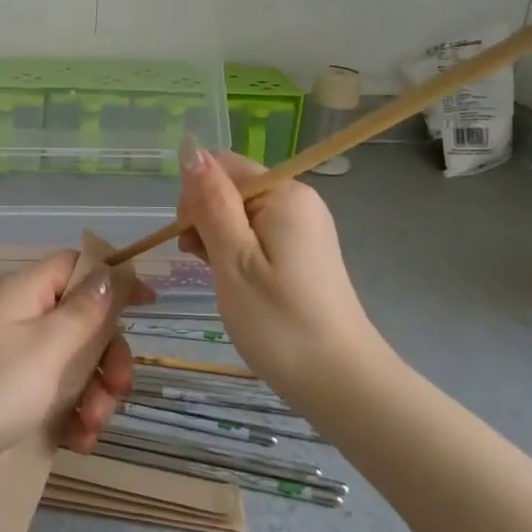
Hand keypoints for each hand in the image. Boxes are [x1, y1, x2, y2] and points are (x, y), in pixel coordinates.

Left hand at [0, 251, 146, 478]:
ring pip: (78, 363)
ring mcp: (20, 358)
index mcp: (28, 292)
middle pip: (85, 320)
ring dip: (96, 394)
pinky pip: (60, 396)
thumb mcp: (49, 346)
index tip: (148, 305)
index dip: (113, 280)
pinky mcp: (16, 396)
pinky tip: (79, 441)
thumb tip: (113, 272)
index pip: (77, 266)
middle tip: (120, 387)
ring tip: (93, 426)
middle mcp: (25, 317)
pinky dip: (75, 416)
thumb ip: (87, 310)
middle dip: (109, 356)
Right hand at [177, 142, 391, 403]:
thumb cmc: (279, 322)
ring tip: (220, 279)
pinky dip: (237, 252)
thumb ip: (210, 202)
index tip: (191, 241)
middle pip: (230, 187)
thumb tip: (189, 148)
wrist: (342, 384)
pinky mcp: (304, 251)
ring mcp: (303, 226)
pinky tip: (236, 282)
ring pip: (239, 213)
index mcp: (283, 193)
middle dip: (205, 219)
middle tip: (205, 265)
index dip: (195, 197)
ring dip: (218, 239)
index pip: (220, 166)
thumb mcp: (233, 259)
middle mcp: (298, 199)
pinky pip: (257, 234)